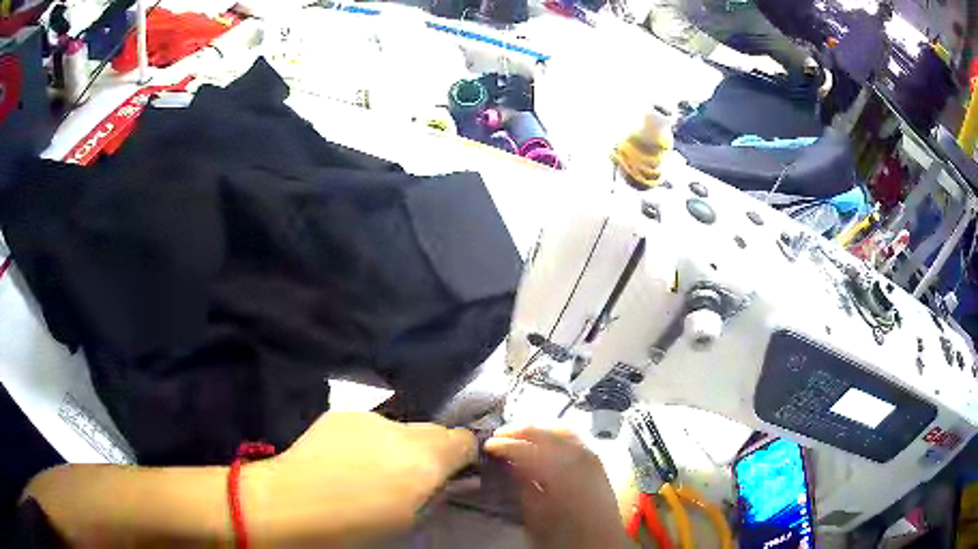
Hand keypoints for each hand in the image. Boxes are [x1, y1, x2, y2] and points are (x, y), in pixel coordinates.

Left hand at [244, 412, 476, 544]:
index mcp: (425, 458)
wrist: (291, 504)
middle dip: (432, 451)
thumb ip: (435, 497)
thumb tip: (449, 483)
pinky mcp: (339, 414)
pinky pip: (367, 426)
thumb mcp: (409, 523)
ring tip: (372, 471)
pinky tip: (344, 462)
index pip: (464, 439)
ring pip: (398, 428)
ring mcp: (367, 417)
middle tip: (413, 478)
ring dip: (396, 446)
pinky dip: (367, 441)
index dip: (464, 455)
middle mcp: (401, 429)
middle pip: (433, 430)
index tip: (455, 473)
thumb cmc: (356, 527)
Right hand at [485, 425, 628, 548]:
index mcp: (561, 471)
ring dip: (538, 428)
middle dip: (518, 430)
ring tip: (518, 434)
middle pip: (545, 431)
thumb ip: (523, 484)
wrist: (601, 540)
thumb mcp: (535, 514)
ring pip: (561, 427)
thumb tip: (509, 462)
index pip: (525, 448)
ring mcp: (592, 453)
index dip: (503, 445)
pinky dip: (556, 431)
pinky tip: (544, 438)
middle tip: (497, 436)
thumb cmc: (564, 534)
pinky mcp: (597, 457)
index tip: (486, 446)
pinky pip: (574, 435)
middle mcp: (579, 455)